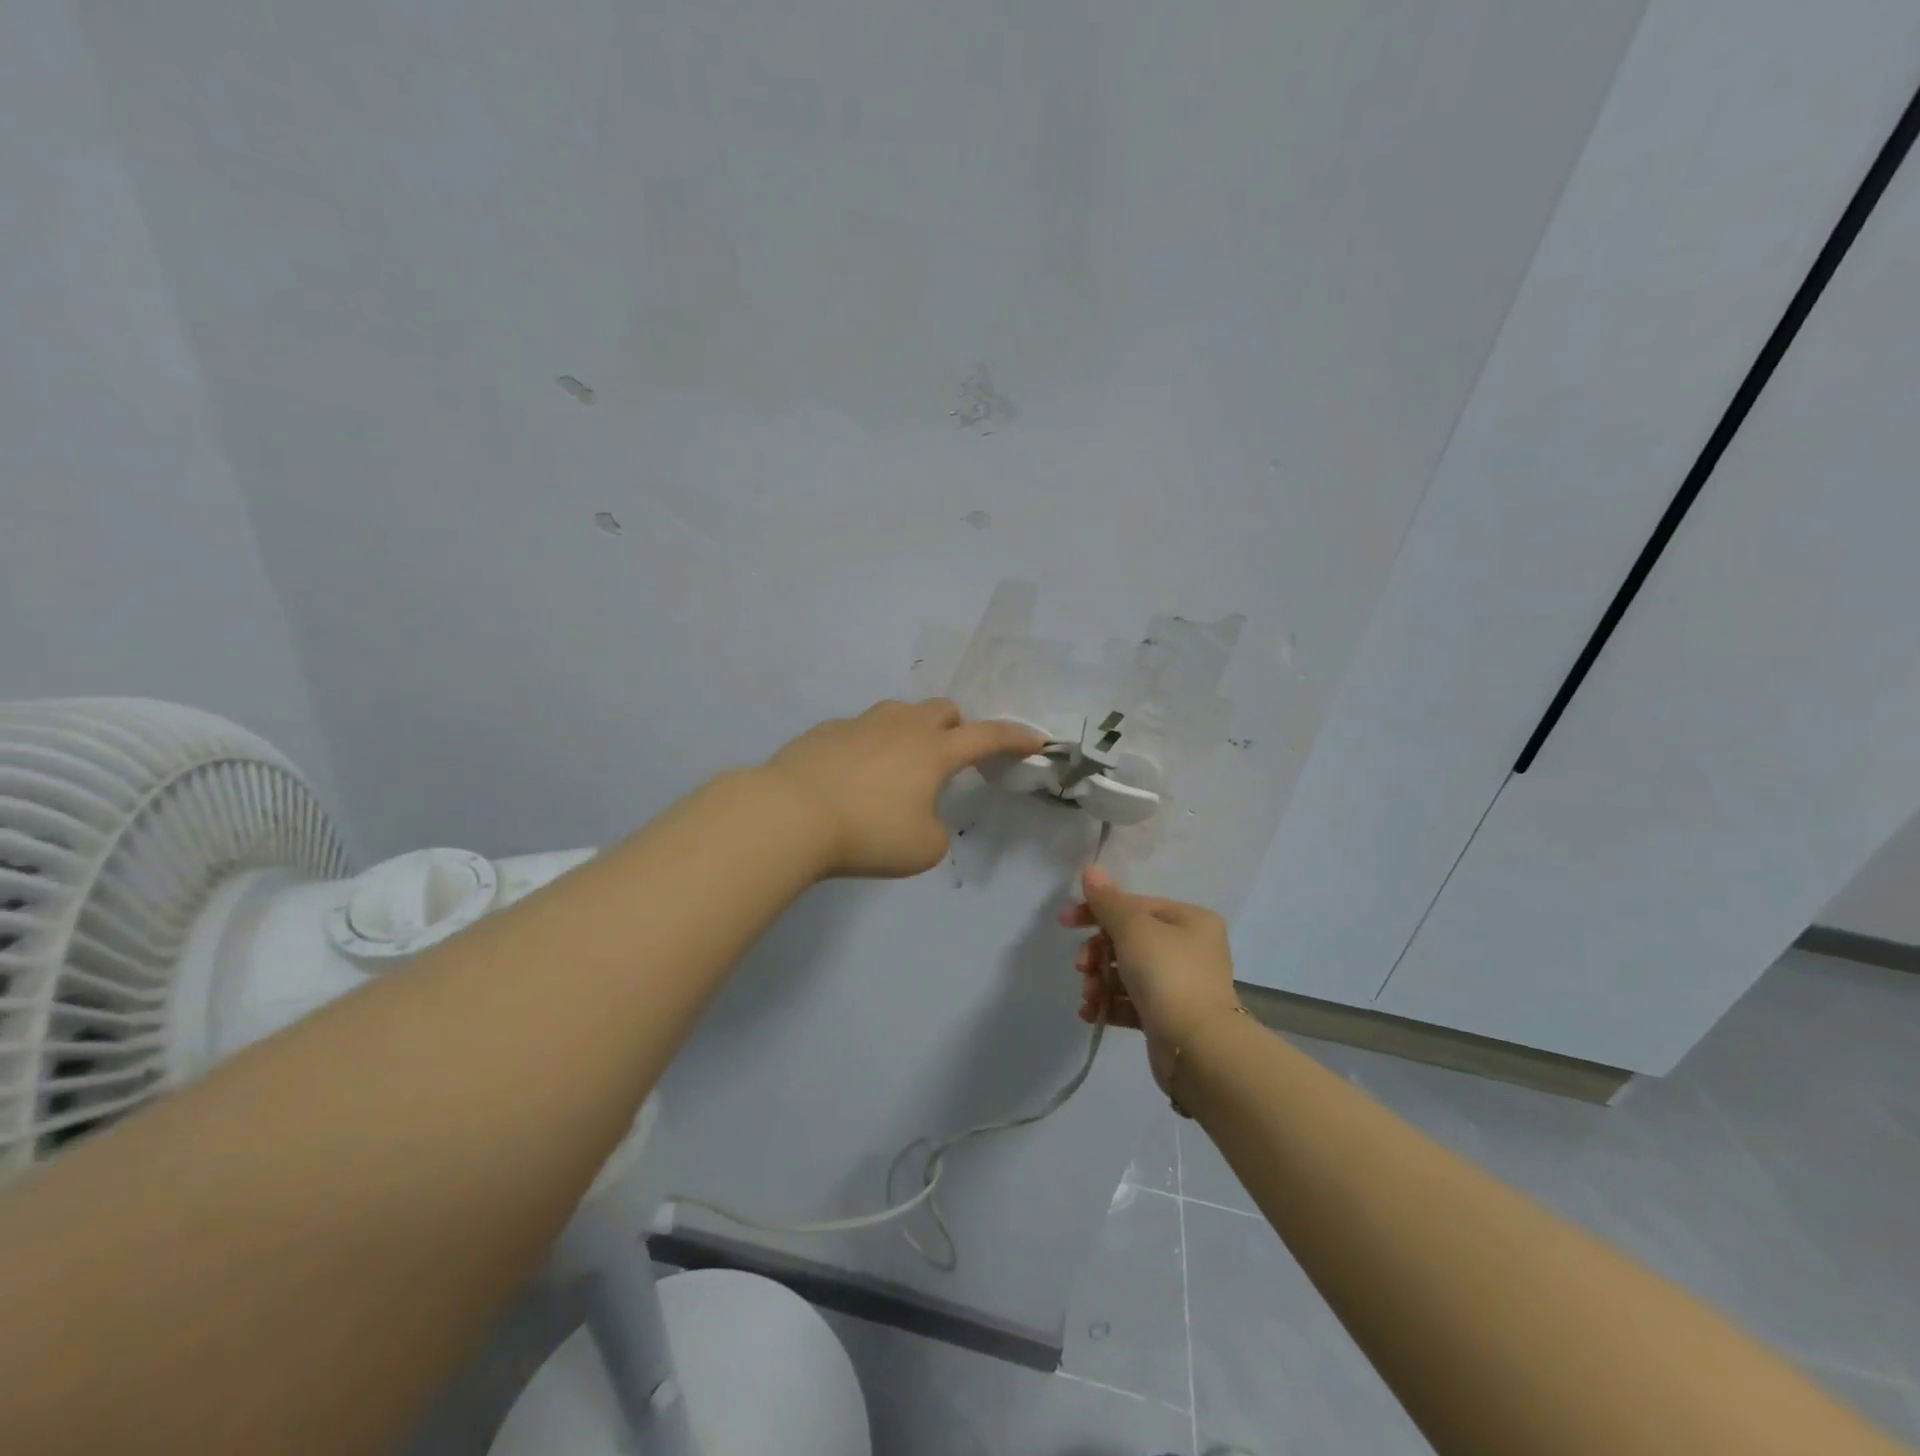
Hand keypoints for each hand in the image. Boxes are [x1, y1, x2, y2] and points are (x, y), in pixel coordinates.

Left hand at [763, 698, 1044, 878]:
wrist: (790, 815)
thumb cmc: (867, 833)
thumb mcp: (922, 848)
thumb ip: (936, 828)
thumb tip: (921, 815)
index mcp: (934, 751)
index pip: (987, 736)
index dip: (1015, 738)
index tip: (1036, 739)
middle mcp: (901, 727)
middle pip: (943, 710)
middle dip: (957, 728)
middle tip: (950, 759)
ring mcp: (861, 724)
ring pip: (900, 713)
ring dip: (912, 732)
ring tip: (899, 767)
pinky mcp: (826, 731)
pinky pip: (861, 729)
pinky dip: (871, 746)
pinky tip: (855, 775)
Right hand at [1059, 867, 1242, 1094]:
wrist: (1197, 1048)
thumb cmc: (1167, 975)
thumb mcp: (1133, 929)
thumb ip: (1108, 901)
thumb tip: (1091, 869)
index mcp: (1189, 920)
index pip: (1135, 905)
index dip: (1097, 911)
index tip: (1064, 922)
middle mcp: (1190, 949)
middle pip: (1128, 940)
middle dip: (1098, 953)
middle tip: (1082, 967)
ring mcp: (1181, 985)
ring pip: (1127, 972)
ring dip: (1100, 981)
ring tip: (1090, 997)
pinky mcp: (1169, 1017)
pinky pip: (1132, 1002)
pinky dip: (1110, 1004)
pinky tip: (1092, 1013)